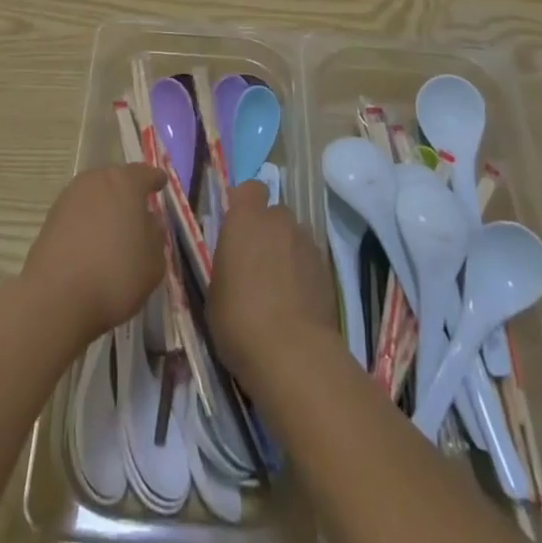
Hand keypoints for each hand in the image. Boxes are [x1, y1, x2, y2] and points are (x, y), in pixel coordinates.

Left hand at [21, 164, 169, 345]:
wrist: (56, 298)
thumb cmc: (115, 275)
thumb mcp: (153, 262)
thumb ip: (156, 235)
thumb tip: (149, 220)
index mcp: (125, 182)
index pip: (145, 173)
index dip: (155, 180)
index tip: (161, 184)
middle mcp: (96, 180)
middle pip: (116, 180)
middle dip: (127, 192)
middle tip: (137, 211)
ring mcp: (69, 197)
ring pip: (94, 195)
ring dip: (104, 207)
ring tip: (112, 230)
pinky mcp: (50, 218)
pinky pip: (77, 213)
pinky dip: (86, 222)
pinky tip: (91, 244)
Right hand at [210, 181, 336, 383]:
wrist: (292, 353)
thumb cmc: (239, 319)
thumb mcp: (215, 291)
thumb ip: (227, 264)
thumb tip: (235, 263)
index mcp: (245, 219)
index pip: (251, 189)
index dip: (246, 204)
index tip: (239, 227)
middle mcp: (279, 221)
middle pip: (275, 215)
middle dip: (268, 232)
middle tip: (257, 263)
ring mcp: (307, 244)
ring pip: (295, 238)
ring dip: (287, 253)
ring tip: (279, 288)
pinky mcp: (327, 269)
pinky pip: (310, 262)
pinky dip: (303, 275)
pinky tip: (297, 303)